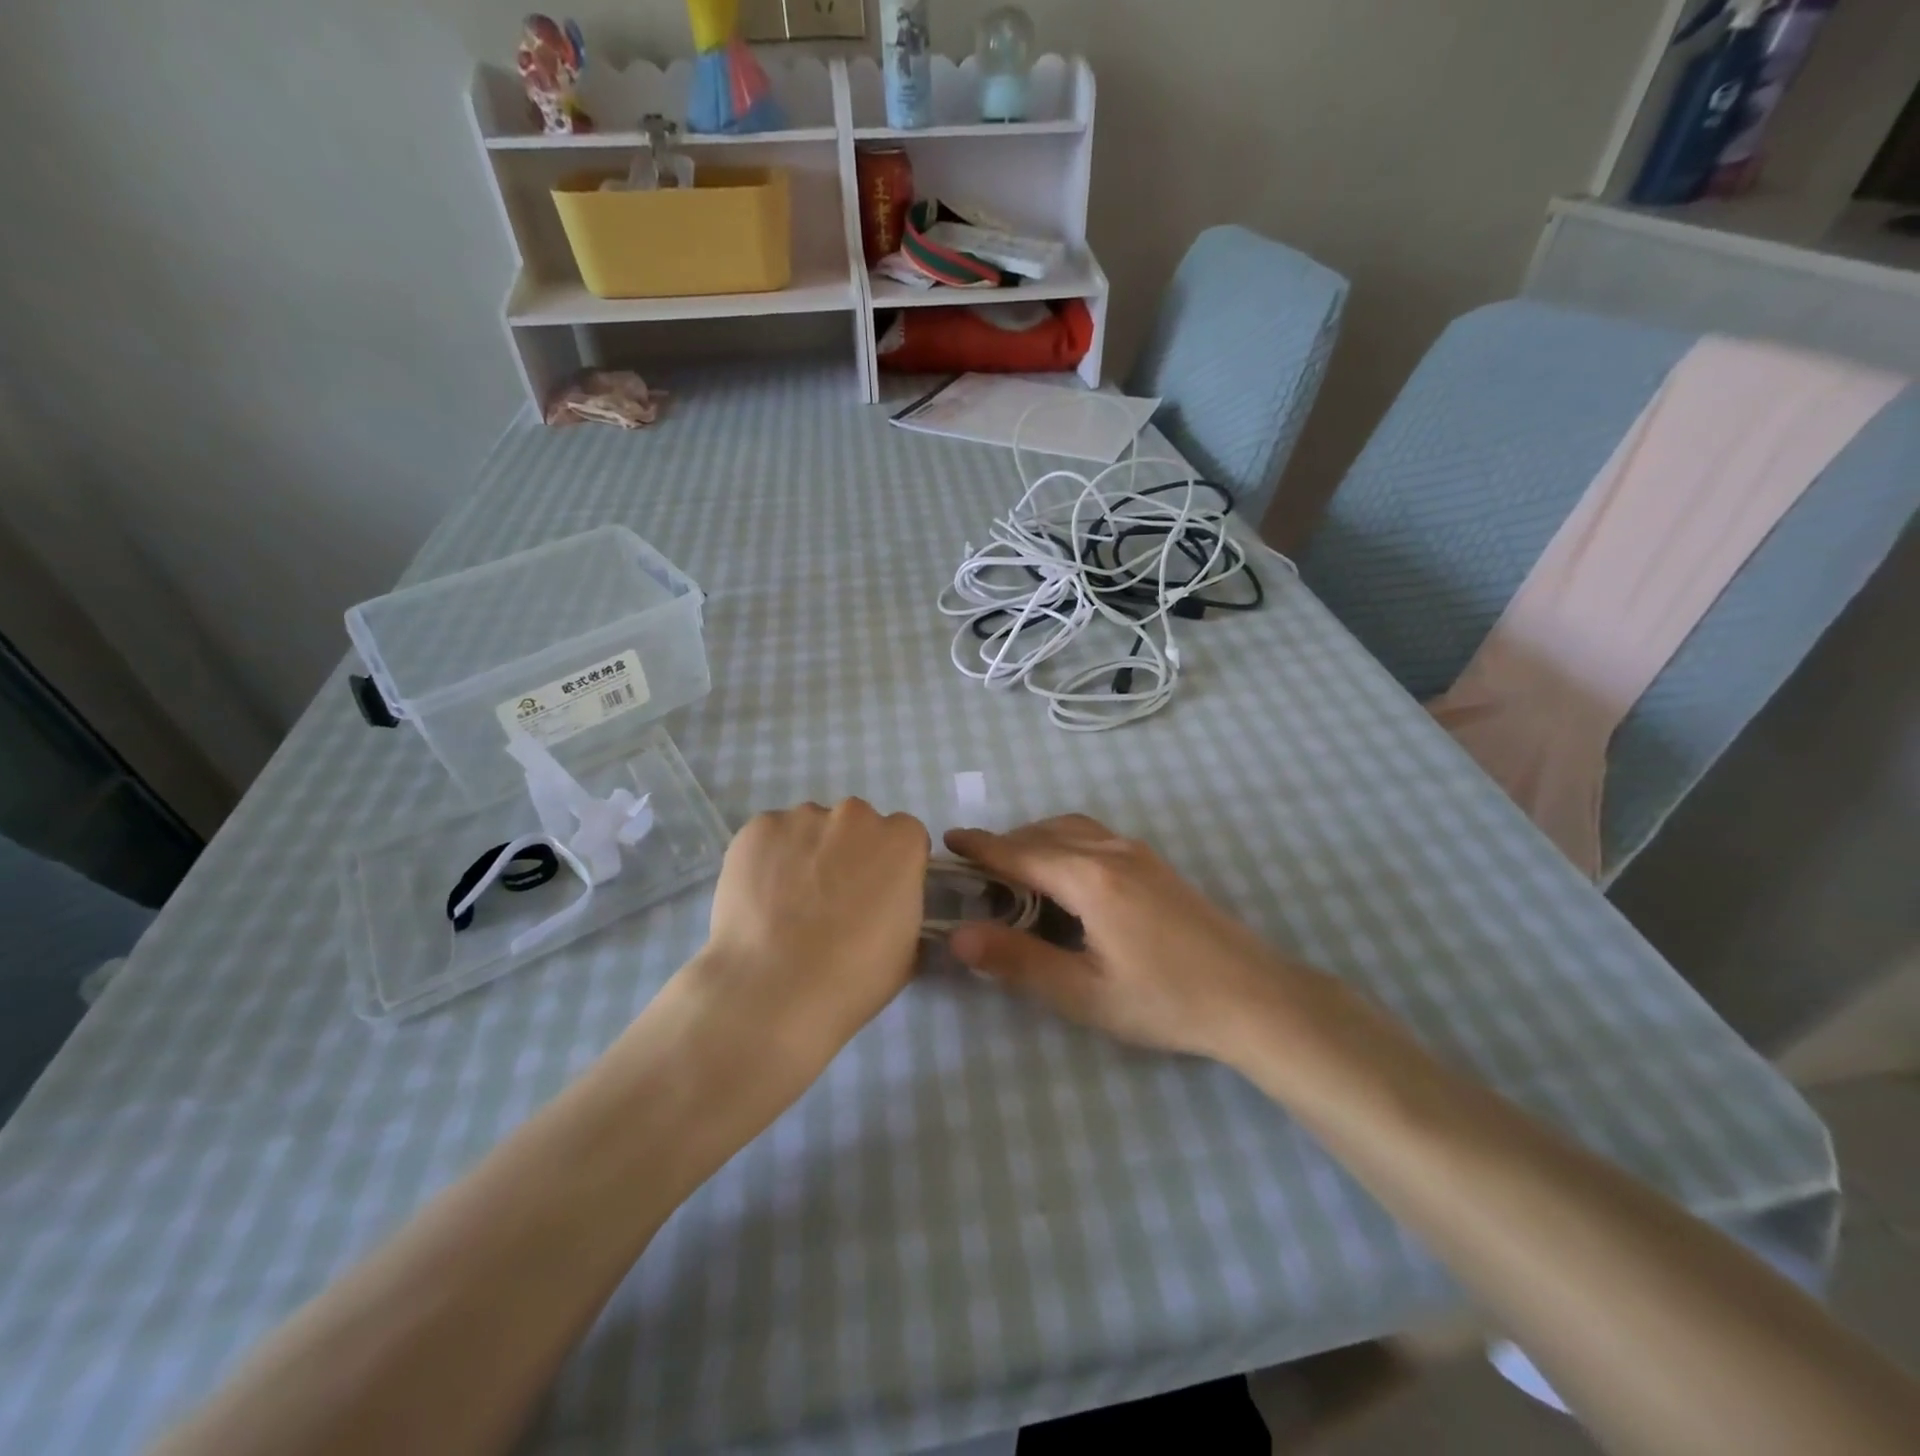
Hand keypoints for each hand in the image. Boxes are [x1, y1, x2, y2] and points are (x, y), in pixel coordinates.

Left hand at [689, 799, 930, 1062]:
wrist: (774, 988)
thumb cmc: (853, 975)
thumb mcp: (907, 947)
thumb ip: (904, 906)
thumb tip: (887, 902)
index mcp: (901, 840)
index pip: (904, 837)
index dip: (891, 865)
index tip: (877, 893)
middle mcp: (855, 815)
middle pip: (857, 825)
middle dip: (849, 852)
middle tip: (832, 898)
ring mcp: (803, 817)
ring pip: (811, 828)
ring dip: (808, 852)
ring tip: (789, 902)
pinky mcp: (758, 828)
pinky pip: (770, 837)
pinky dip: (769, 858)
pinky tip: (761, 897)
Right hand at [945, 816, 1297, 1059]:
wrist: (1255, 997)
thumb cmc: (1165, 1000)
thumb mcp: (1084, 993)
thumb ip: (1018, 961)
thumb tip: (959, 936)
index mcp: (1089, 878)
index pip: (1020, 852)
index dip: (981, 846)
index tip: (948, 839)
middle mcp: (1110, 852)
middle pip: (1044, 834)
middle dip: (1005, 845)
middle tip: (976, 872)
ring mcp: (1138, 854)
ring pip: (1072, 828)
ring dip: (1036, 839)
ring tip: (1016, 870)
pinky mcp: (1156, 865)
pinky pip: (1095, 835)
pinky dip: (1065, 841)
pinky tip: (1067, 874)